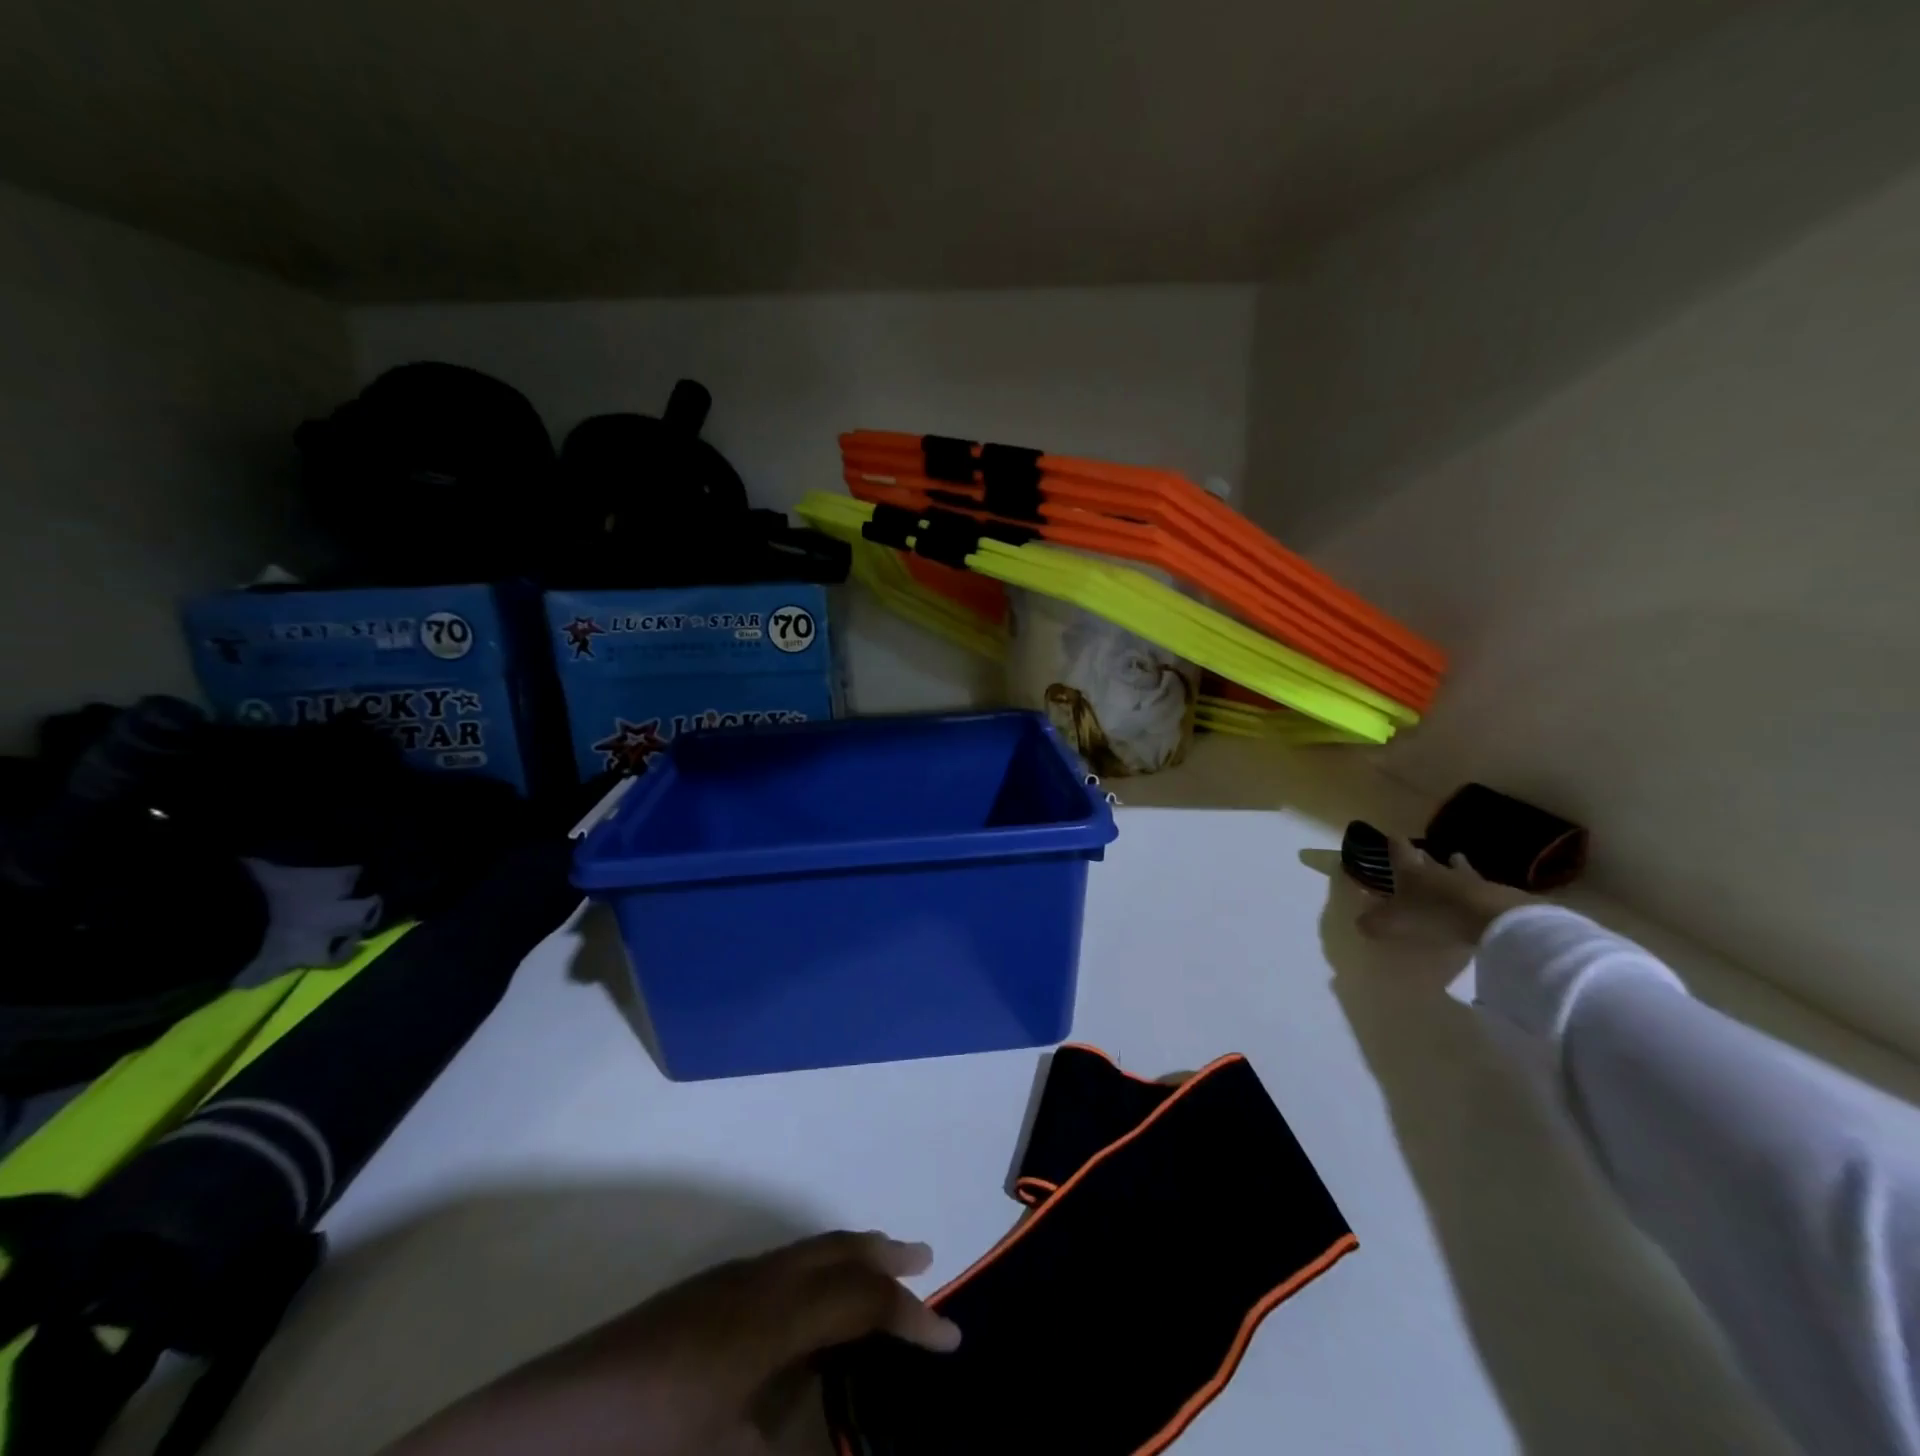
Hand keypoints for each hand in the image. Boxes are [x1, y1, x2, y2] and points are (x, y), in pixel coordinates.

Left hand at [385, 1231, 958, 1455]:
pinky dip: (809, 1268)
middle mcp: (751, 1284)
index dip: (909, 1318)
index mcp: (768, 1320)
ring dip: (845, 1256)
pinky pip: (775, 1265)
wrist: (531, 1436)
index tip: (952, 1338)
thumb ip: (795, 1454)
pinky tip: (805, 1302)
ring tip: (877, 1265)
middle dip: (882, 1256)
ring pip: (802, 1251)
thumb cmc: (637, 1454)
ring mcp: (718, 1285)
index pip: (858, 1302)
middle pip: (833, 1252)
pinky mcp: (693, 1297)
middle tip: (925, 1258)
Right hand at [1354, 837, 1533, 946]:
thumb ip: (1374, 922)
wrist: (1492, 919)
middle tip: (1421, 854)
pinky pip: (1483, 888)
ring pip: (1459, 868)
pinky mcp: (1496, 895)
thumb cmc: (1433, 914)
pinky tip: (1480, 895)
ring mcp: (1470, 880)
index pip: (1399, 849)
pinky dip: (1478, 890)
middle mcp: (1438, 870)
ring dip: (1456, 866)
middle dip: (1423, 856)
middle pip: (1429, 858)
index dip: (1394, 843)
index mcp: (1411, 871)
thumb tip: (1360, 922)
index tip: (1392, 836)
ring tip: (1456, 862)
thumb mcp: (1393, 923)